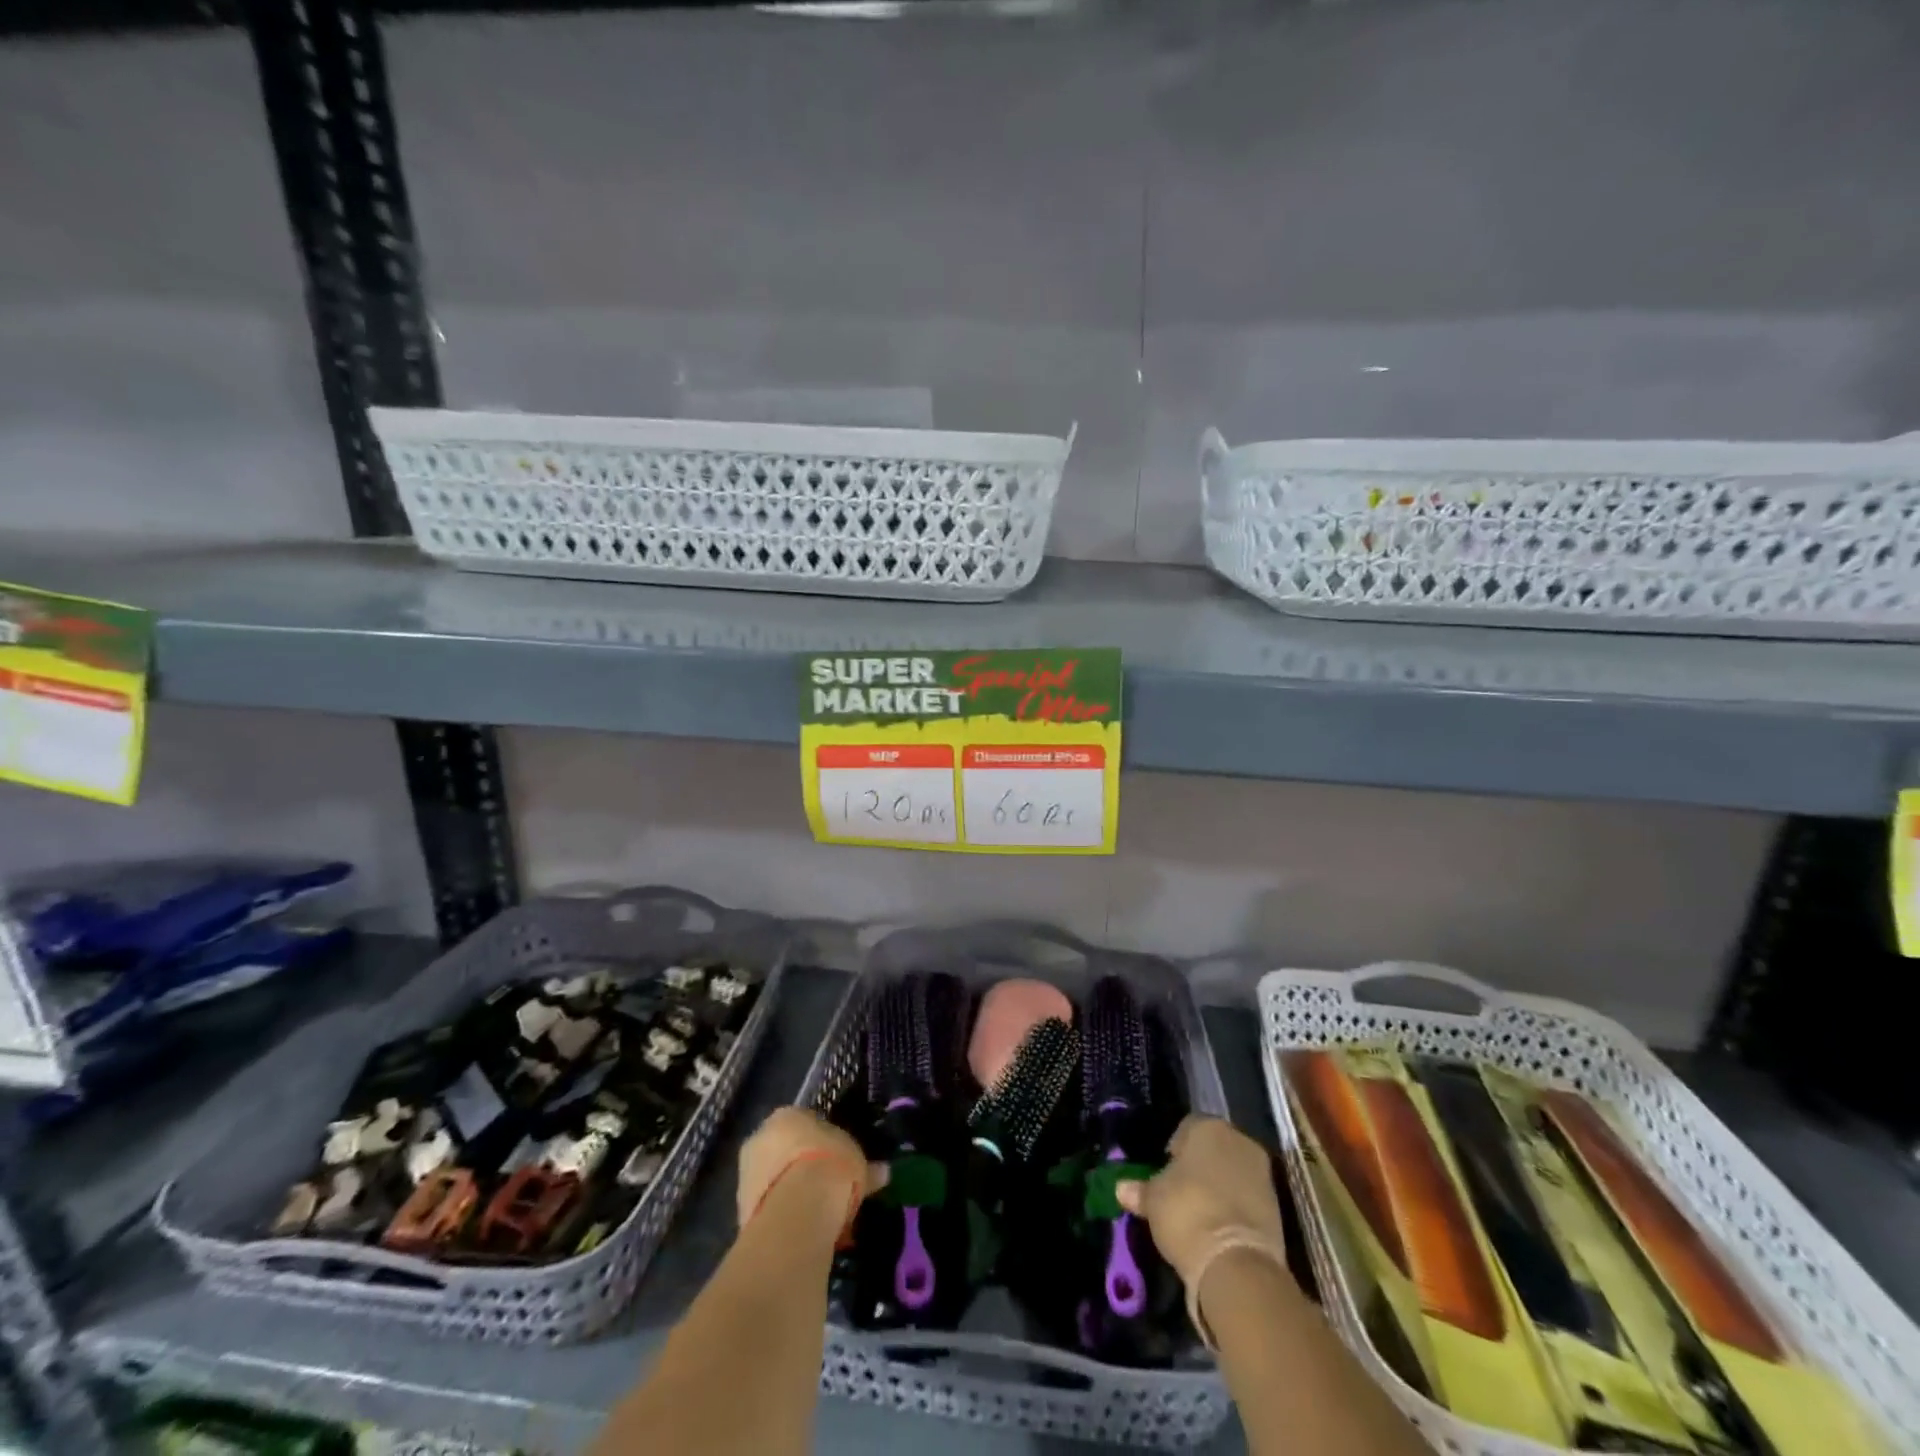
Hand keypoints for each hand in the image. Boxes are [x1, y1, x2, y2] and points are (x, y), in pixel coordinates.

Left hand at [736, 1106, 886, 1234]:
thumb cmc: (831, 1166)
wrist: (798, 1210)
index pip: (803, 1123)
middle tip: (823, 1187)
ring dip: (788, 1192)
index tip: (835, 1160)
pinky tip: (801, 1229)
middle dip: (800, 1166)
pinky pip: (767, 1206)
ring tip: (815, 1214)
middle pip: (783, 1150)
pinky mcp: (739, 1209)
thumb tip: (883, 1172)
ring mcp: (746, 1173)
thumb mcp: (857, 1160)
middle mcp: (760, 1137)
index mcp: (786, 1115)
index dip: (821, 1142)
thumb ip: (866, 1167)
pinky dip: (782, 1215)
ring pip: (772, 1179)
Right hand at [1115, 1115, 1289, 1345]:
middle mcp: (1239, 1140)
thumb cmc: (1187, 1212)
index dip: (1174, 1149)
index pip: (1186, 1128)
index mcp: (1208, 1127)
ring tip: (1200, 1212)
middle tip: (1181, 1190)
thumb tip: (1121, 1188)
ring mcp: (1262, 1173)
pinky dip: (1235, 1207)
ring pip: (1233, 1172)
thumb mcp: (1154, 1201)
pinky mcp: (1278, 1206)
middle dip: (1200, 1166)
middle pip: (1214, 1148)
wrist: (1236, 1263)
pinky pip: (1248, 1197)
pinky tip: (1219, 1227)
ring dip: (1219, 1187)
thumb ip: (1140, 1190)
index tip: (1165, 1171)